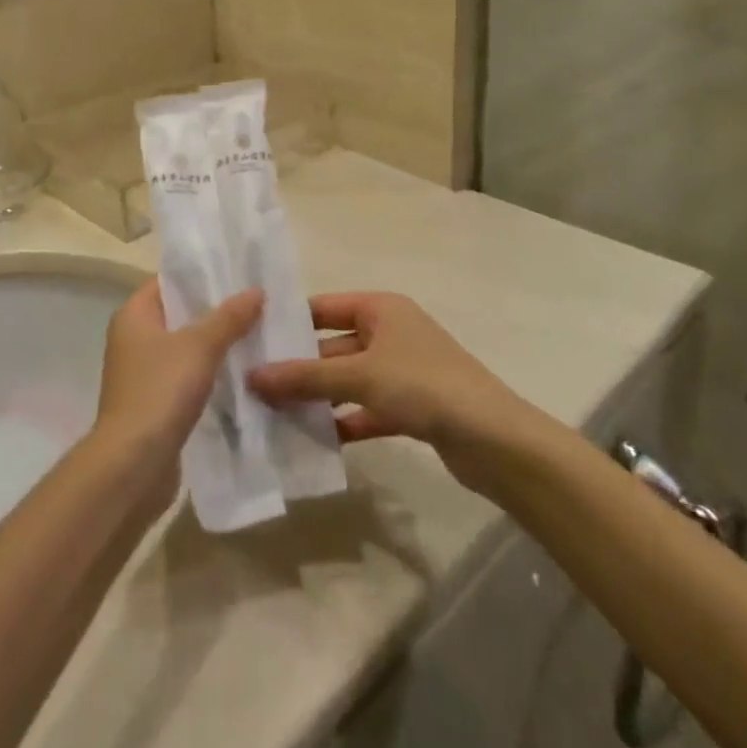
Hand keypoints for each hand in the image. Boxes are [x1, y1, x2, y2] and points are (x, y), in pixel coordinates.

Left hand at [93, 279, 262, 481]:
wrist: (132, 465)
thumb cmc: (159, 391)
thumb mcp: (199, 347)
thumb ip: (228, 317)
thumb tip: (256, 290)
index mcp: (134, 315)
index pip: (168, 281)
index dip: (200, 275)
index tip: (237, 272)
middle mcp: (133, 338)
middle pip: (179, 314)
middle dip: (214, 310)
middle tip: (256, 302)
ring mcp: (142, 373)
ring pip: (185, 348)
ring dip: (215, 344)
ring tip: (256, 334)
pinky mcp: (154, 403)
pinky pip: (186, 377)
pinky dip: (209, 373)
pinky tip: (240, 374)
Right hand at [247, 292, 531, 489]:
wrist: (495, 440)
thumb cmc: (423, 386)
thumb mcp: (360, 376)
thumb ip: (306, 378)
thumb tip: (252, 376)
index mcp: (380, 308)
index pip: (323, 307)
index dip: (289, 322)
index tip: (251, 340)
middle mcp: (390, 332)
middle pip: (333, 345)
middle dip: (299, 366)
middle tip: (254, 385)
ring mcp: (402, 370)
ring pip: (349, 380)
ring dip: (319, 397)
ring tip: (275, 415)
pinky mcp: (412, 406)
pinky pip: (367, 408)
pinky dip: (346, 420)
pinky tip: (317, 440)